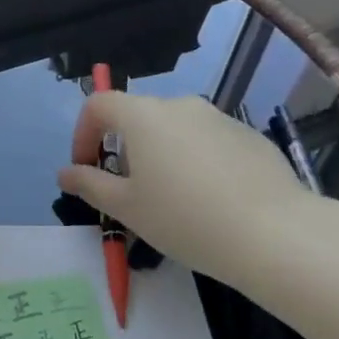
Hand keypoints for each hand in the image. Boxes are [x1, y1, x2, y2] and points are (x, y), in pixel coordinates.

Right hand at [58, 93, 326, 287]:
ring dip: (162, 155)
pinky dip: (198, 161)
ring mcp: (218, 117)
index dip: (83, 132)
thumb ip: (90, 185)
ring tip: (174, 200)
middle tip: (130, 192)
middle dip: (124, 149)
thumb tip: (65, 172)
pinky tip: (212, 201)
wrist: (273, 234)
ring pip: (175, 130)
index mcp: (143, 116)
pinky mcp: (249, 136)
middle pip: (138, 117)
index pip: (99, 104)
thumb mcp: (127, 208)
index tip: (87, 167)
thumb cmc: (184, 218)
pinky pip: (209, 142)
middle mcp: (179, 105)